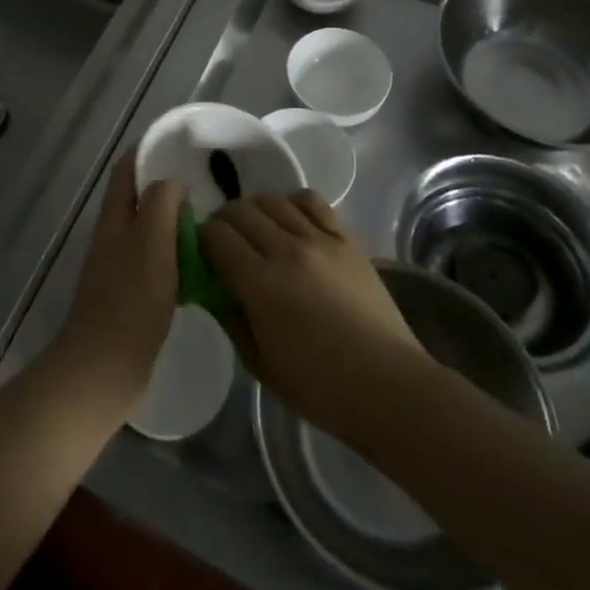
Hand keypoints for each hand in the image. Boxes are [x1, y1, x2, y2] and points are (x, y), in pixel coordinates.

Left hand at [46, 150, 183, 425]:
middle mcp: (114, 235)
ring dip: (176, 222)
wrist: (104, 368)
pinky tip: (202, 265)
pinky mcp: (132, 296)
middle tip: (209, 184)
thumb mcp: (150, 240)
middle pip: (139, 198)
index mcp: (114, 217)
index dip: (148, 151)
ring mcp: (121, 266)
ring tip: (213, 220)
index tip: (182, 145)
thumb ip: (160, 203)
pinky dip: (177, 255)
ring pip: (151, 231)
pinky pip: (157, 262)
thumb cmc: (130, 299)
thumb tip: (172, 183)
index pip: (127, 169)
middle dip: (168, 187)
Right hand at [200, 192, 433, 438]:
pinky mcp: (345, 239)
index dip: (202, 239)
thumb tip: (216, 289)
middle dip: (224, 222)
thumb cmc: (320, 388)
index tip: (203, 253)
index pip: (216, 236)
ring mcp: (319, 240)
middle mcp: (286, 250)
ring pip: (273, 201)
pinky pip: (311, 201)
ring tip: (256, 229)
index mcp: (260, 284)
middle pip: (240, 211)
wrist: (387, 386)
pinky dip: (292, 202)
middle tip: (224, 242)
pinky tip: (290, 220)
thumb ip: (232, 320)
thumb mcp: (260, 365)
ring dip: (254, 210)